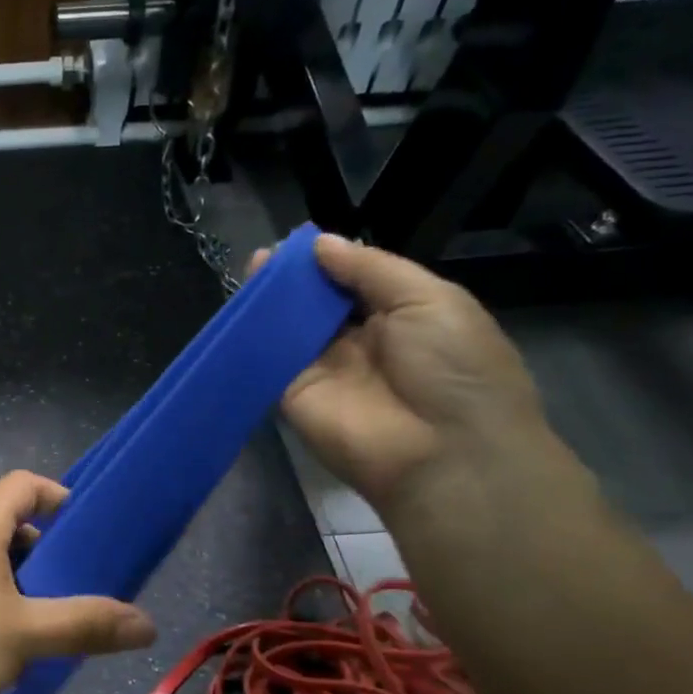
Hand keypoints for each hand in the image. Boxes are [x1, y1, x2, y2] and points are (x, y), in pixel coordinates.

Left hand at [0, 471, 156, 693]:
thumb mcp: (28, 635)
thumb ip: (88, 625)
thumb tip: (149, 625)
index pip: (21, 484)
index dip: (55, 494)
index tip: (82, 527)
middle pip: (3, 521)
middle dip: (42, 547)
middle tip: (71, 584)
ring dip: (16, 578)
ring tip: (41, 619)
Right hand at [258, 235, 560, 519]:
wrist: (443, 451)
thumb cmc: (454, 366)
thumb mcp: (428, 299)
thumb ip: (370, 269)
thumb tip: (320, 243)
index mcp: (400, 317)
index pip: (354, 282)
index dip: (328, 261)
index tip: (297, 242)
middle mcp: (359, 343)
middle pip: (317, 305)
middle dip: (293, 279)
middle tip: (265, 254)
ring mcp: (323, 371)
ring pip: (289, 329)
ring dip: (270, 302)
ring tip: (248, 269)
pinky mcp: (292, 396)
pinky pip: (269, 360)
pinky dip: (253, 336)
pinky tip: (238, 308)